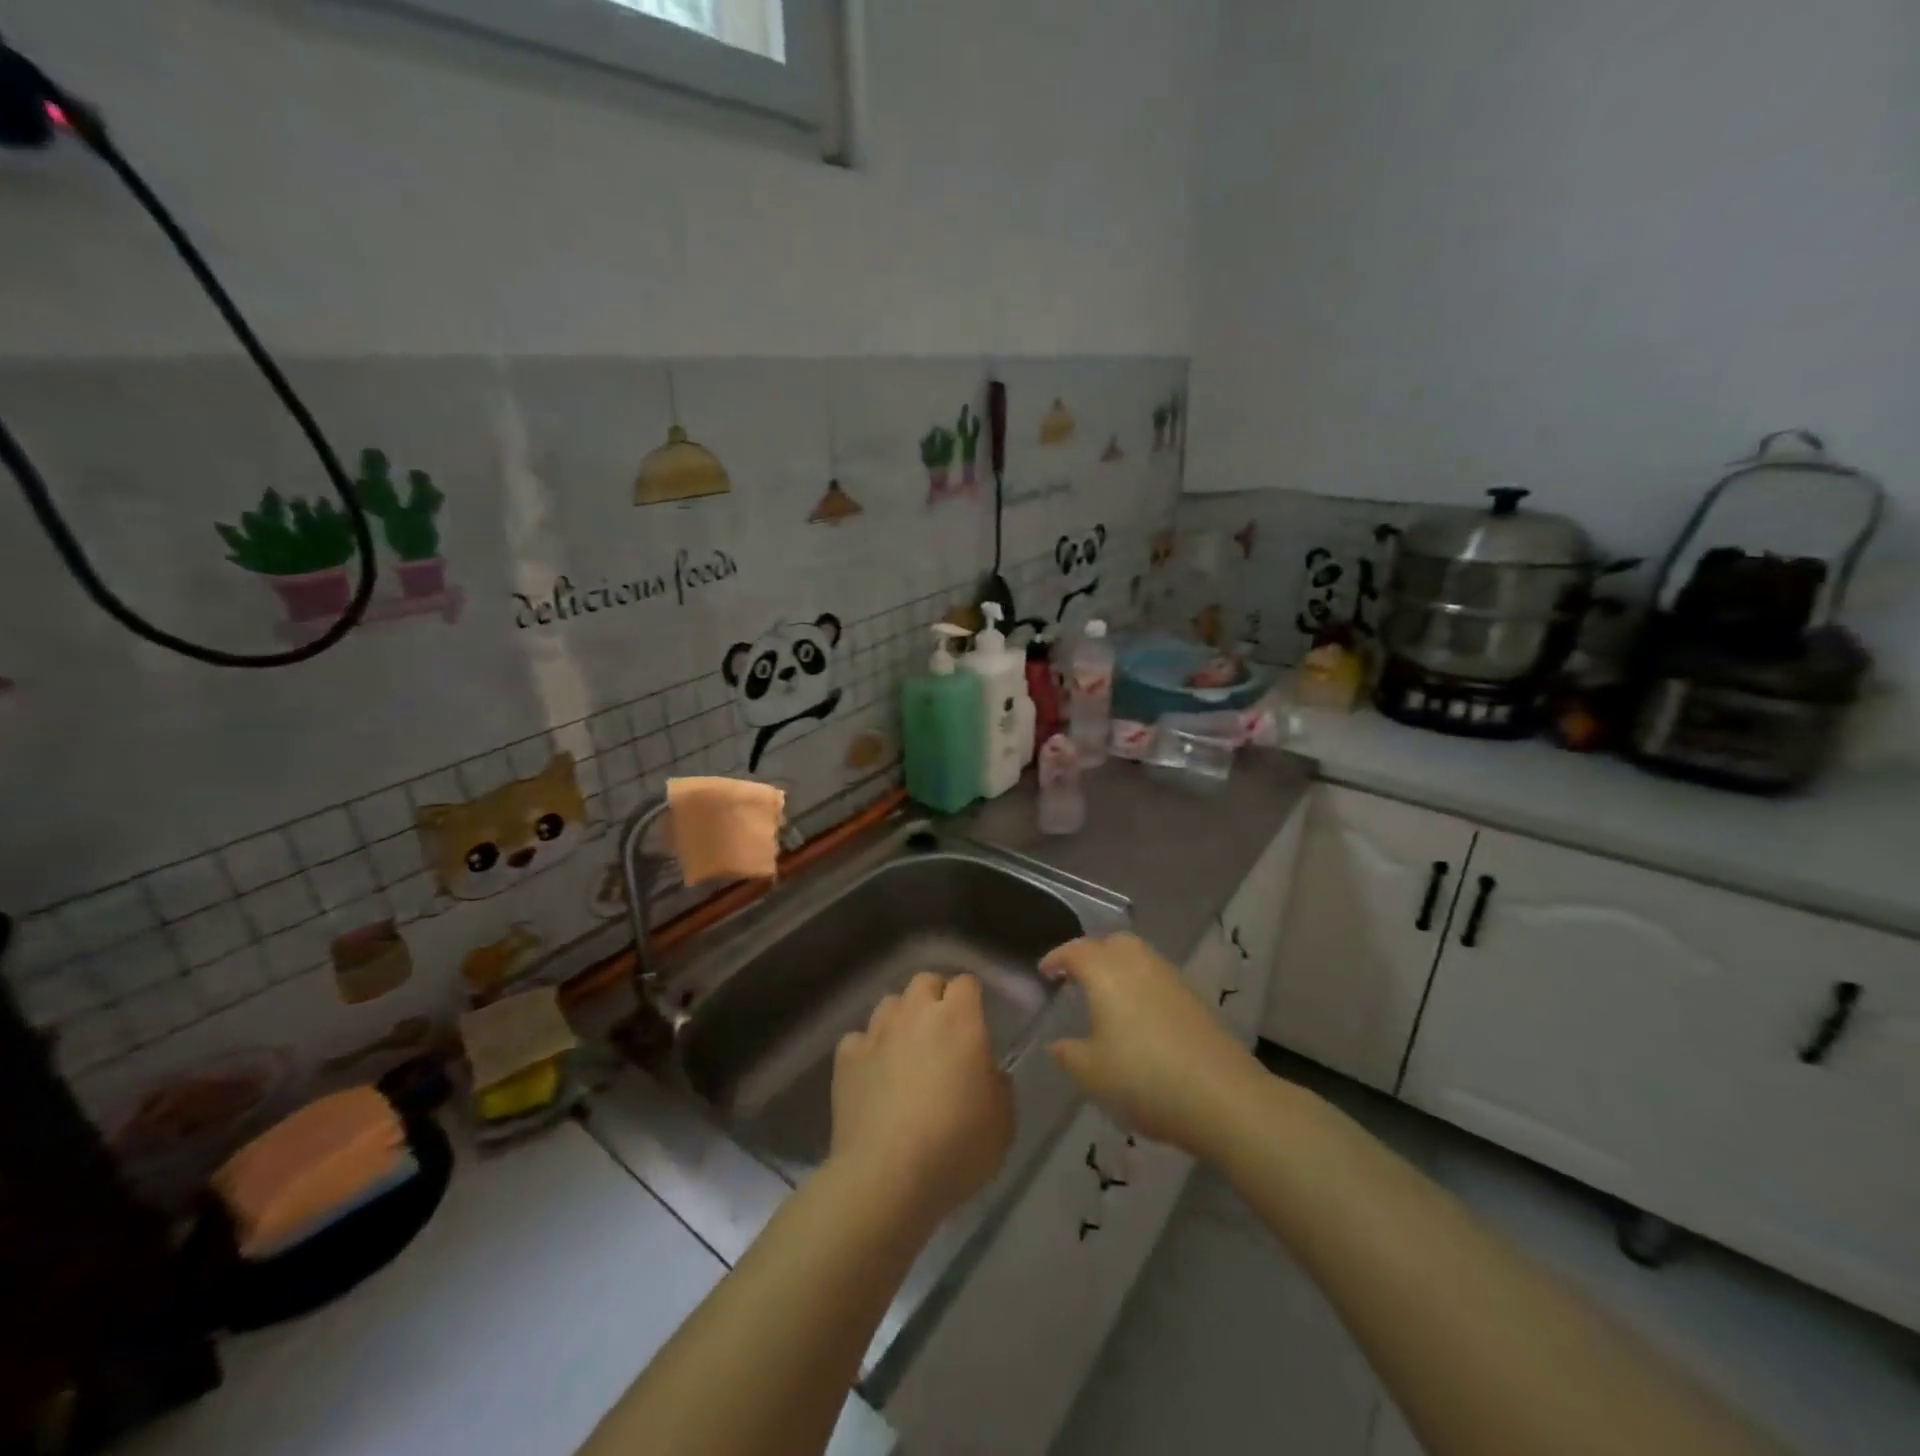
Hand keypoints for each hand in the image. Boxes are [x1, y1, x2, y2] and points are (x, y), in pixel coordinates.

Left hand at [830, 972, 1014, 1232]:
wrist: (887, 1176)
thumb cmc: (955, 1147)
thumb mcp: (1003, 1124)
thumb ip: (999, 1085)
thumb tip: (987, 1072)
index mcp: (959, 1019)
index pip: (967, 982)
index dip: (972, 997)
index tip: (977, 1020)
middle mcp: (916, 1013)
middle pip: (925, 981)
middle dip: (935, 997)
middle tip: (943, 1030)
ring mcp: (877, 1032)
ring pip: (889, 1003)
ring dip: (901, 1018)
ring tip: (906, 1048)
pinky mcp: (847, 1057)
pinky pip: (858, 1038)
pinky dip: (868, 1049)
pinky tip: (873, 1073)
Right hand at [1041, 933, 1260, 1156]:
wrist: (1222, 1096)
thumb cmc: (1144, 1079)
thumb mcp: (1092, 1073)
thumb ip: (1068, 1053)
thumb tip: (1057, 1043)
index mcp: (1106, 973)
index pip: (1075, 951)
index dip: (1057, 958)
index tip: (1045, 972)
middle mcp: (1139, 963)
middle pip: (1112, 942)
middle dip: (1092, 954)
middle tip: (1077, 978)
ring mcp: (1171, 978)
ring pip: (1139, 957)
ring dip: (1119, 968)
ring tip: (1107, 998)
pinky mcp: (1195, 998)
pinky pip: (1158, 978)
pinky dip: (1142, 986)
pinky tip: (1139, 1017)